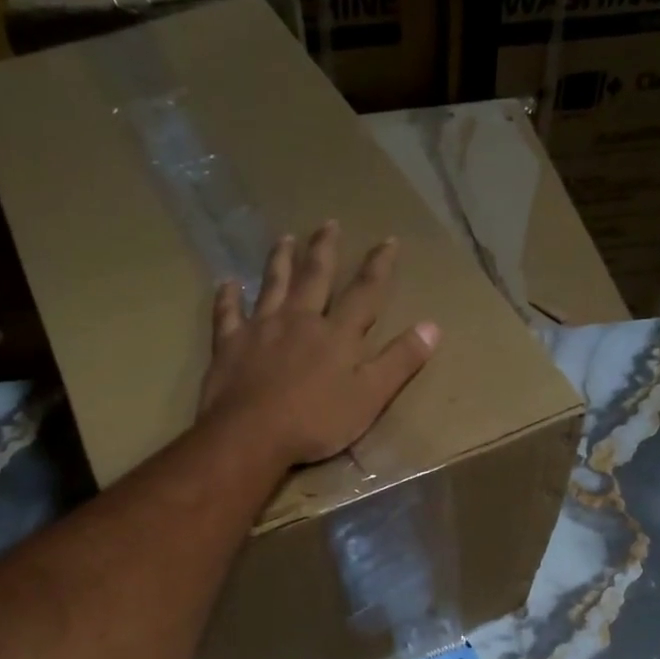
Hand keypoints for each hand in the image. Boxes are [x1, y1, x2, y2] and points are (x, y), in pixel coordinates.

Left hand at [199, 222, 439, 465]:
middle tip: (329, 223)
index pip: (365, 292)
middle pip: (315, 277)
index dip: (379, 266)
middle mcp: (300, 320)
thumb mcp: (370, 397)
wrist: (252, 434)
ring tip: (284, 238)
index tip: (388, 240)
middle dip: (325, 250)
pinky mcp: (230, 344)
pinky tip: (227, 283)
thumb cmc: (316, 421)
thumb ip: (400, 361)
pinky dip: (228, 297)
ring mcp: (261, 329)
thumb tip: (433, 326)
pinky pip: (228, 314)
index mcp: (337, 334)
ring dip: (280, 260)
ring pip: (273, 285)